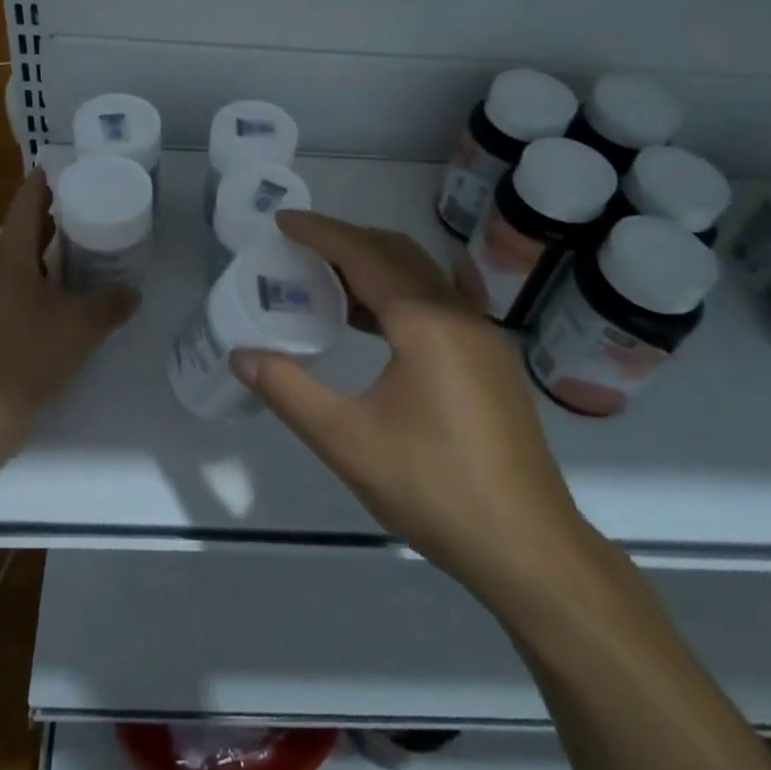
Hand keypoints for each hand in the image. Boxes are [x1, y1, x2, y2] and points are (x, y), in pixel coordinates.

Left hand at [0, 168, 137, 444]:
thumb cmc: (25, 356)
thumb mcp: (79, 326)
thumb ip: (109, 305)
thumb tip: (132, 291)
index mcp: (13, 258)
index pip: (26, 205)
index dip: (41, 182)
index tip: (63, 164)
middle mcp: (3, 273)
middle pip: (26, 229)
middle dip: (54, 211)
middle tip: (90, 196)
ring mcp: (1, 302)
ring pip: (30, 261)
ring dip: (55, 246)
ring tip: (91, 236)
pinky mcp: (6, 328)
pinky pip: (33, 288)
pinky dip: (55, 279)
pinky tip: (79, 289)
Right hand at [230, 211, 594, 603]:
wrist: (528, 548)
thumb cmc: (433, 488)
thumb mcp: (347, 441)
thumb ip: (289, 391)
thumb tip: (242, 355)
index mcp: (424, 322)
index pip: (363, 254)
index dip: (320, 233)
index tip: (282, 221)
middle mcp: (458, 314)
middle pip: (397, 253)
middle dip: (347, 241)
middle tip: (300, 248)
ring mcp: (483, 336)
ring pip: (423, 276)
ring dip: (376, 267)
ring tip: (330, 282)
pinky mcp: (492, 361)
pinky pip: (443, 303)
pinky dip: (406, 293)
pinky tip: (386, 315)